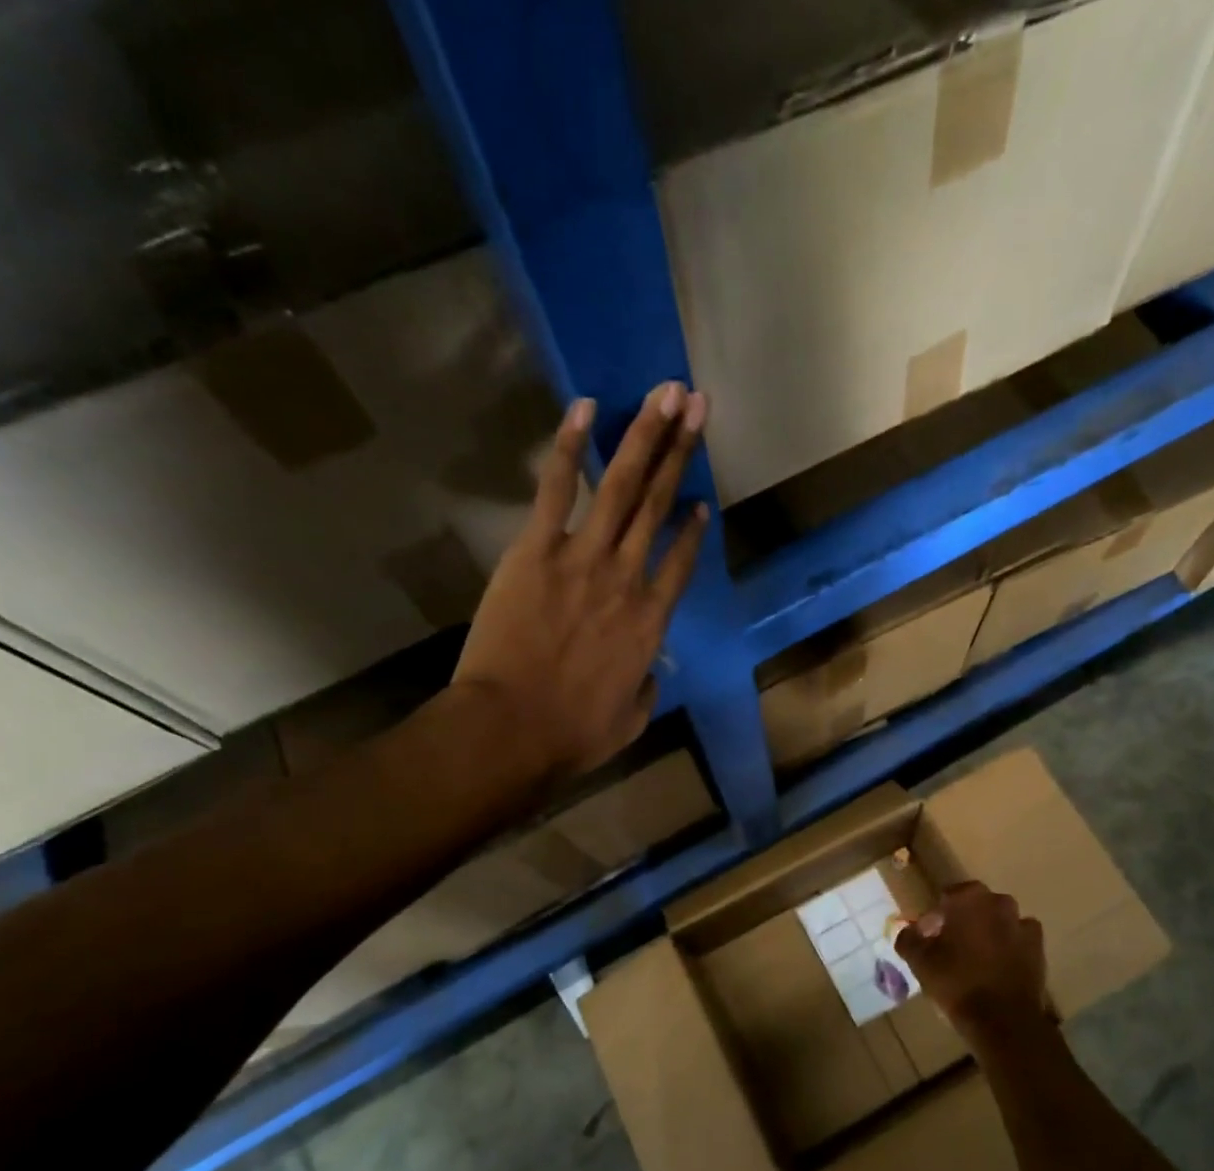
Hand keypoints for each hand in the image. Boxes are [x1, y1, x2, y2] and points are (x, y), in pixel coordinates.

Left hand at [454, 382, 709, 780]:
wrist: (513, 728)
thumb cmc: (574, 733)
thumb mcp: (631, 719)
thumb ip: (647, 687)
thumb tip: (649, 670)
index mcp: (653, 621)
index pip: (681, 561)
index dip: (693, 527)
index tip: (700, 501)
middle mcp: (628, 577)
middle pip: (660, 506)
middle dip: (682, 452)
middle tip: (699, 406)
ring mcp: (584, 558)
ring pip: (623, 486)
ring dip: (646, 437)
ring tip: (666, 394)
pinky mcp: (537, 550)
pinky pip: (557, 488)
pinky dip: (569, 446)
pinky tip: (584, 408)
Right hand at [896, 882, 1048, 1044]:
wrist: (1004, 1020)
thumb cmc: (957, 982)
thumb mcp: (919, 961)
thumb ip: (909, 938)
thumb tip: (909, 931)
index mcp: (968, 898)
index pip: (947, 897)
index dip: (936, 917)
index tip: (929, 938)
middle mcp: (998, 902)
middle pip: (974, 906)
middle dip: (961, 921)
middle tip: (949, 947)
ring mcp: (1022, 923)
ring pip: (998, 921)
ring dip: (986, 932)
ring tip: (975, 959)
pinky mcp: (1038, 947)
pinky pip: (1018, 939)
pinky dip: (1009, 947)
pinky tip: (998, 967)